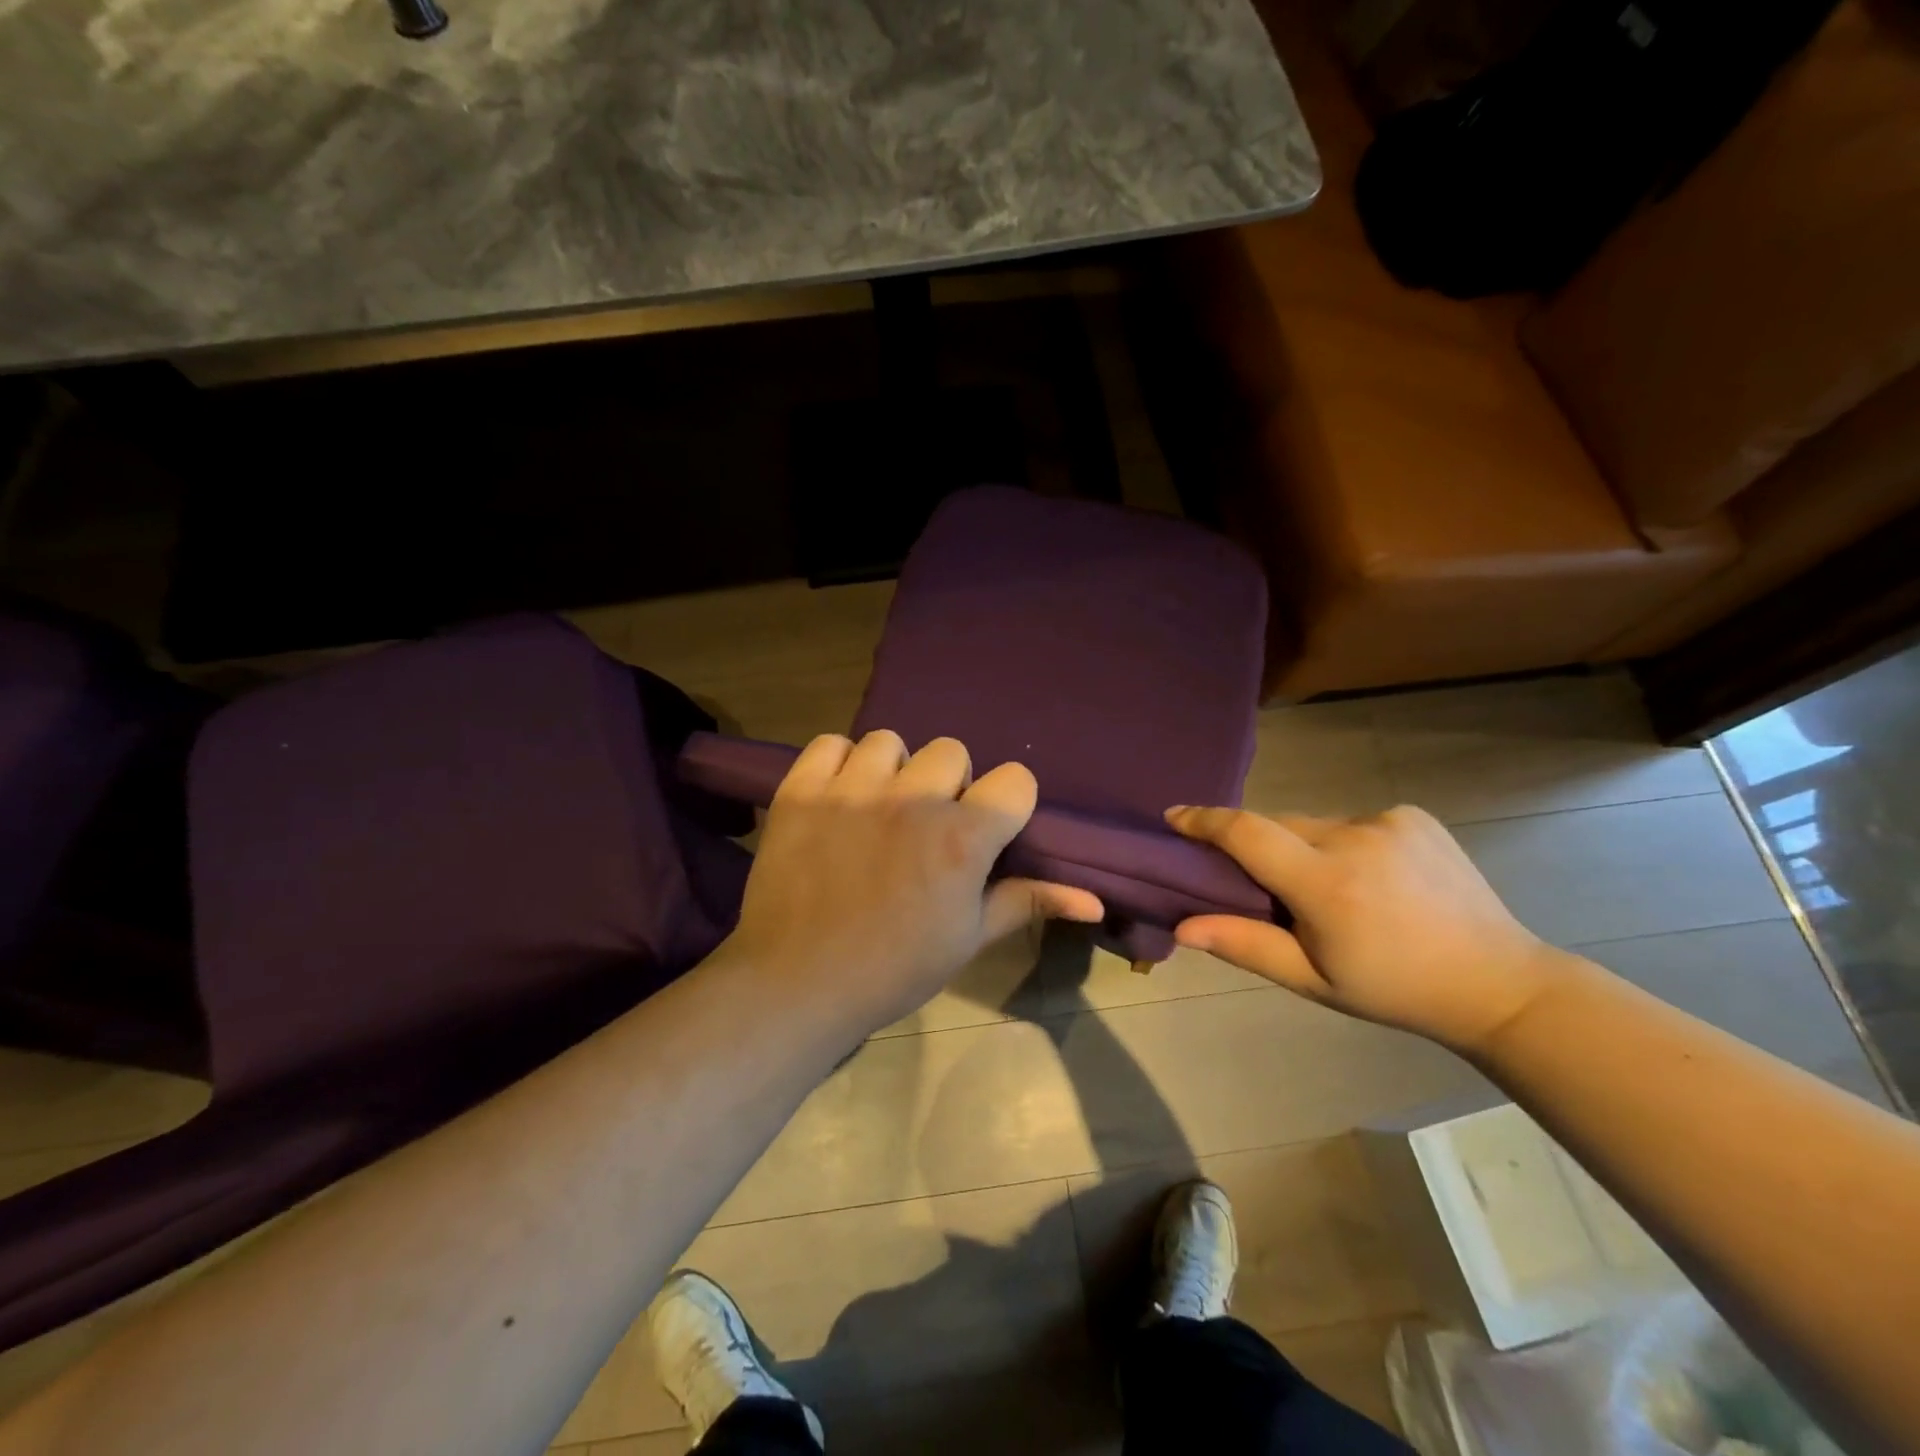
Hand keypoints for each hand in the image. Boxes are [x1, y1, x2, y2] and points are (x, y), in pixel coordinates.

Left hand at [722, 731, 1104, 1032]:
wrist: (797, 983)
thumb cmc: (893, 968)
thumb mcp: (968, 938)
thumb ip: (1027, 902)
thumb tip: (1096, 901)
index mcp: (961, 838)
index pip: (1015, 780)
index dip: (1006, 804)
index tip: (988, 830)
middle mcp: (912, 800)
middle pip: (952, 751)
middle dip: (948, 785)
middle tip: (926, 827)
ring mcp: (852, 789)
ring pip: (890, 742)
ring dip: (893, 771)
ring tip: (878, 810)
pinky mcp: (802, 789)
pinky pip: (831, 744)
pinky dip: (838, 764)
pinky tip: (838, 798)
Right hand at [1166, 804, 1564, 1052]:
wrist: (1498, 983)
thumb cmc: (1394, 990)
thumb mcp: (1313, 979)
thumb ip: (1245, 945)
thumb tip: (1182, 927)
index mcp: (1325, 884)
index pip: (1246, 833)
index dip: (1204, 820)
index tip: (1174, 816)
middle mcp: (1354, 838)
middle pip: (1279, 826)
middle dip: (1261, 848)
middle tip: (1266, 888)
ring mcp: (1389, 821)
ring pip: (1316, 824)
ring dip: (1306, 848)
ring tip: (1332, 892)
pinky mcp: (1414, 815)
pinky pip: (1354, 821)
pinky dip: (1345, 843)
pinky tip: (1372, 878)